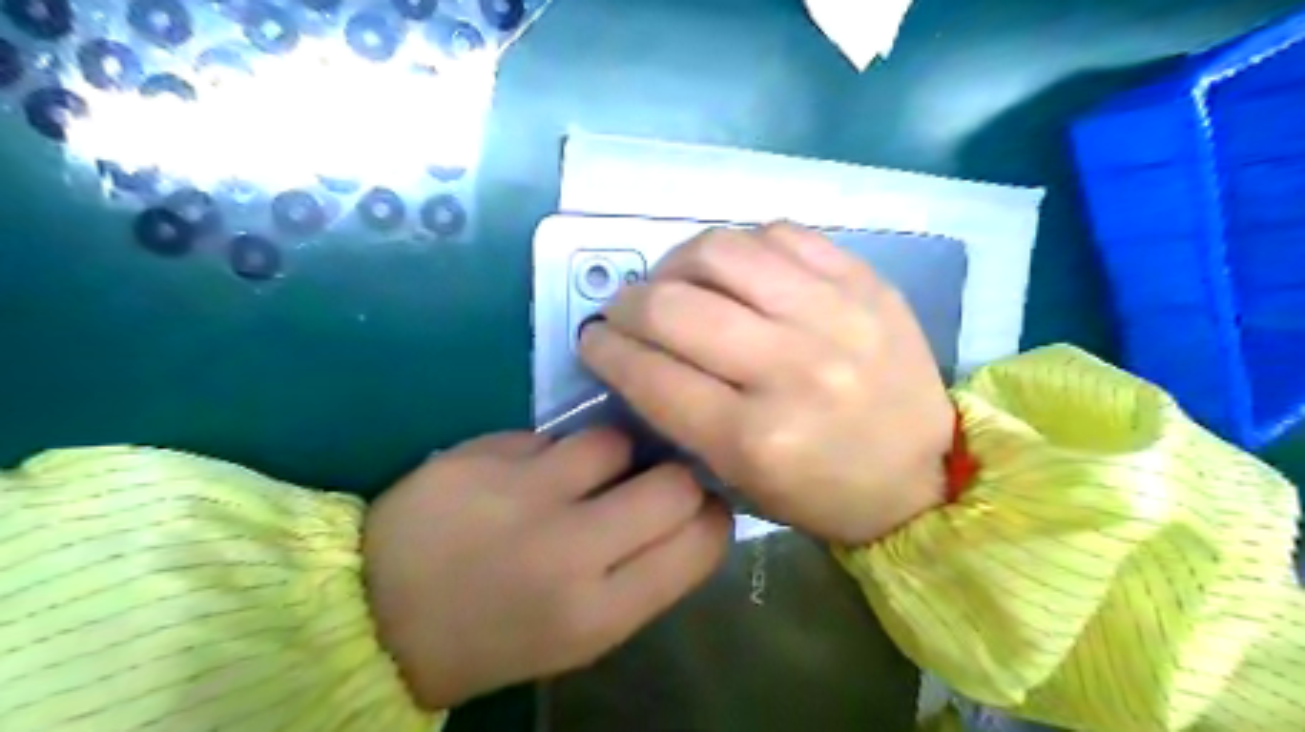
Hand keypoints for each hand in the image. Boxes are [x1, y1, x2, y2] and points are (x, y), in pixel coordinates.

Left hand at [361, 429, 729, 707]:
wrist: (378, 617)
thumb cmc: (497, 635)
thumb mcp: (582, 632)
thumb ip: (643, 574)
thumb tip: (691, 512)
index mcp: (599, 612)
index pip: (699, 542)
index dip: (712, 516)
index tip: (702, 506)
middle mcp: (569, 549)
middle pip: (672, 482)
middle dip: (677, 477)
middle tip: (654, 481)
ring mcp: (522, 494)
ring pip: (614, 441)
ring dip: (613, 455)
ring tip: (583, 474)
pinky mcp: (483, 455)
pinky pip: (552, 436)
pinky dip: (553, 453)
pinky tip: (526, 475)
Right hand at [580, 223, 950, 547]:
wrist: (923, 472)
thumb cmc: (823, 491)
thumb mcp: (740, 479)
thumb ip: (680, 414)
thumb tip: (635, 350)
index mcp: (755, 438)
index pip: (650, 374)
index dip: (606, 350)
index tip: (594, 340)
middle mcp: (790, 369)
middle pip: (674, 307)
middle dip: (628, 304)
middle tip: (625, 311)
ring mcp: (832, 316)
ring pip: (720, 253)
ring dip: (675, 263)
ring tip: (675, 281)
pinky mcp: (863, 282)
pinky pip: (779, 235)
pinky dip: (740, 248)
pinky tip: (736, 271)